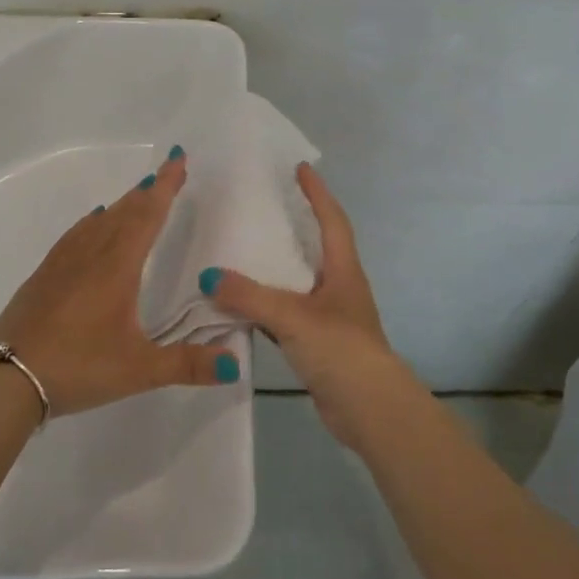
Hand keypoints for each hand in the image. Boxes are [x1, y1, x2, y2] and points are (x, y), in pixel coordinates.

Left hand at [0, 149, 240, 416]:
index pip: (148, 215)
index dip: (166, 186)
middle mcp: (92, 254)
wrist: (5, 378)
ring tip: (138, 194)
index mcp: (118, 266)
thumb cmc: (78, 366)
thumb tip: (236, 364)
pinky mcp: (44, 275)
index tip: (178, 158)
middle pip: (125, 212)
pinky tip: (93, 224)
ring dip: (124, 204)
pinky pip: (76, 235)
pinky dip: (93, 222)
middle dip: (149, 190)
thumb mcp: (139, 370)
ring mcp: (63, 262)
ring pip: (100, 221)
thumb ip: (188, 365)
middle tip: (167, 171)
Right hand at [204, 164, 418, 446]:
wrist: (370, 410)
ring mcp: (331, 317)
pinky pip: (288, 314)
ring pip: (299, 282)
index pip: (331, 220)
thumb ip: (249, 296)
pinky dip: (267, 306)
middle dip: (296, 225)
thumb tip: (208, 275)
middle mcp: (339, 287)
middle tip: (265, 206)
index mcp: (343, 270)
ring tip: (245, 250)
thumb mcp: (292, 316)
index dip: (317, 193)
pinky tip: (242, 307)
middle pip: (317, 247)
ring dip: (277, 267)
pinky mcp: (319, 344)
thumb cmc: (340, 349)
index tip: (301, 168)